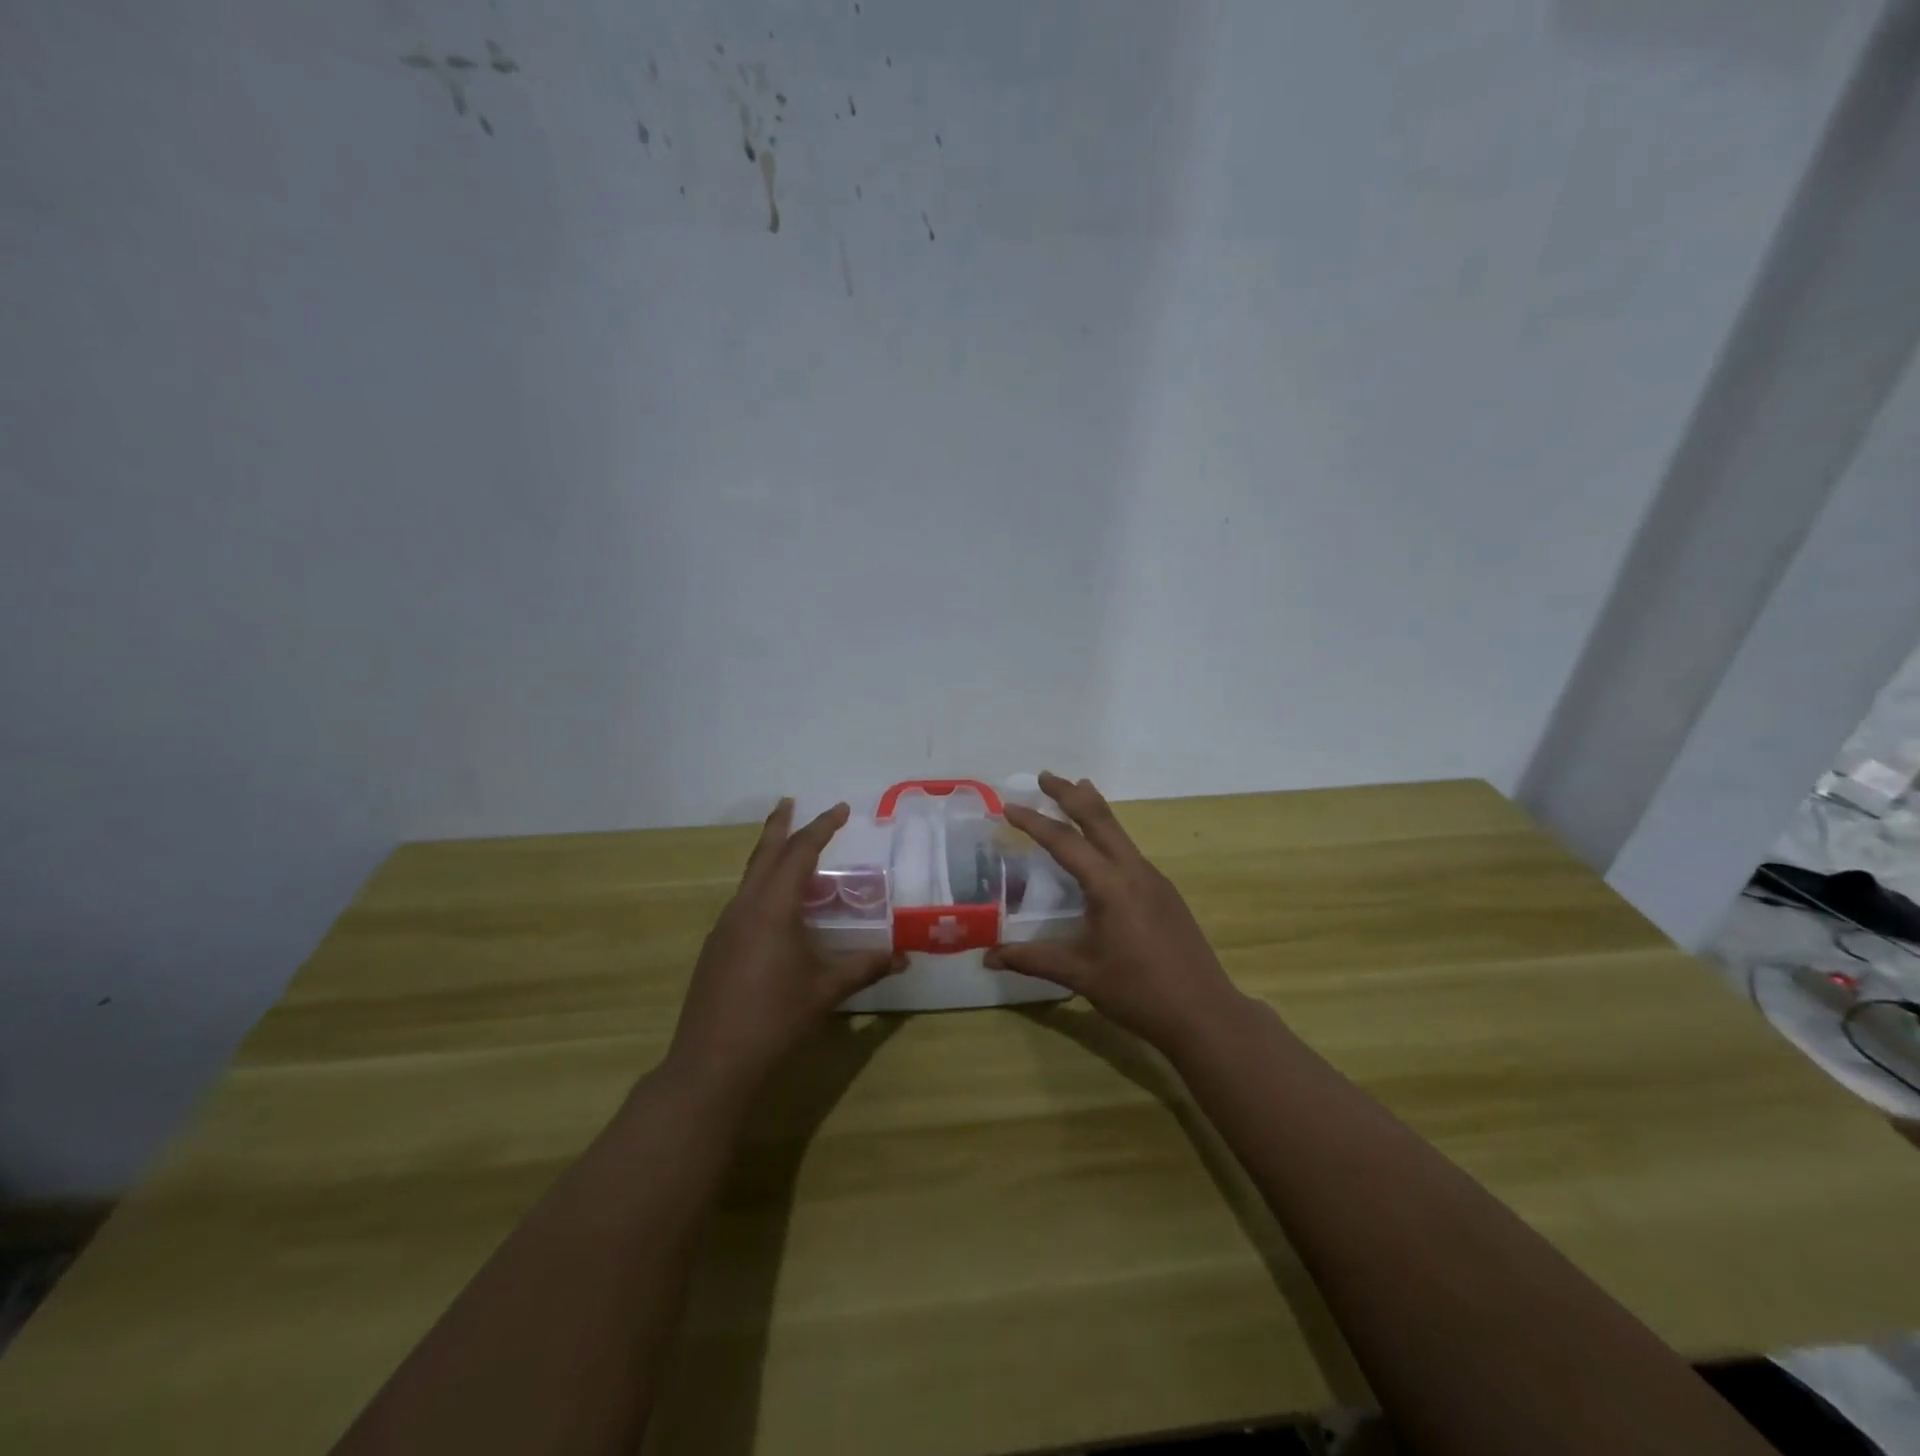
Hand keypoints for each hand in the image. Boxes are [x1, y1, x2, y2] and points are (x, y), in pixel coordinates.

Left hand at [666, 800, 904, 1097]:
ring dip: (769, 857)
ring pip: (749, 878)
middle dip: (780, 826)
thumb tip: (902, 958)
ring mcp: (725, 927)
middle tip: (791, 803)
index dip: (822, 828)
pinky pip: (743, 901)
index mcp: (772, 908)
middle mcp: (745, 907)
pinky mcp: (716, 948)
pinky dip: (762, 887)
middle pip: (763, 854)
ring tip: (791, 853)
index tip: (840, 809)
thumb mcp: (825, 991)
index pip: (800, 853)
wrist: (711, 1064)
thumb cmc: (774, 1020)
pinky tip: (775, 909)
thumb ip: (864, 968)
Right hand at [985, 772, 1245, 1053]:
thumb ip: (1032, 959)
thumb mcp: (1080, 974)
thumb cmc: (1137, 991)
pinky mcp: (1165, 892)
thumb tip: (988, 957)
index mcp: (1109, 885)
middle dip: (1069, 794)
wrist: (1204, 1012)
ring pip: (1118, 831)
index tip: (1008, 805)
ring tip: (1076, 790)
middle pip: (1099, 818)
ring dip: (1093, 809)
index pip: (1064, 842)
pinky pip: (1129, 850)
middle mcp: (1133, 870)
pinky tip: (1102, 850)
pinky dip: (1108, 835)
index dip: (1034, 821)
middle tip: (1044, 776)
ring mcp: (1154, 879)